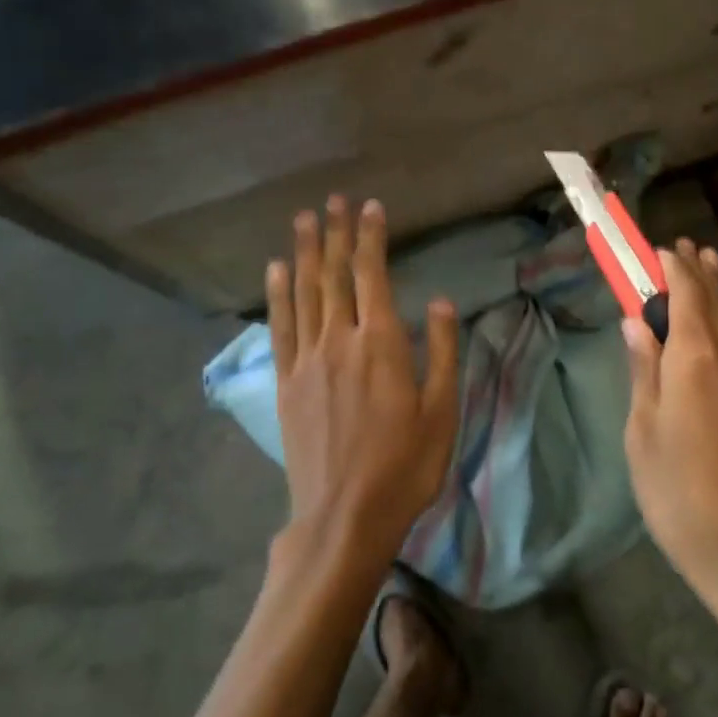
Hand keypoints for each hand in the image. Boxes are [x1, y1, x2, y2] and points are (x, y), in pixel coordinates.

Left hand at [267, 196, 459, 565]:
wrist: (344, 516)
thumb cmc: (404, 465)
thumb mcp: (441, 410)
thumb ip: (440, 350)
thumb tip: (438, 300)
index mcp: (381, 344)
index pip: (373, 275)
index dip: (370, 238)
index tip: (368, 206)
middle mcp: (339, 340)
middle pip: (335, 276)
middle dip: (335, 234)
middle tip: (331, 200)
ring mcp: (307, 361)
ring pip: (304, 293)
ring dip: (305, 252)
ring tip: (303, 220)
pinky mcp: (286, 383)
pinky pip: (280, 328)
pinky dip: (277, 294)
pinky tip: (276, 270)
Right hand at [622, 241, 717, 624]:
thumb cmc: (682, 497)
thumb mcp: (644, 434)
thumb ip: (643, 370)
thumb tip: (637, 321)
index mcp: (696, 357)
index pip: (683, 291)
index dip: (668, 265)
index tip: (653, 248)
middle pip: (713, 298)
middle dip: (694, 270)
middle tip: (679, 247)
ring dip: (717, 290)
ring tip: (706, 263)